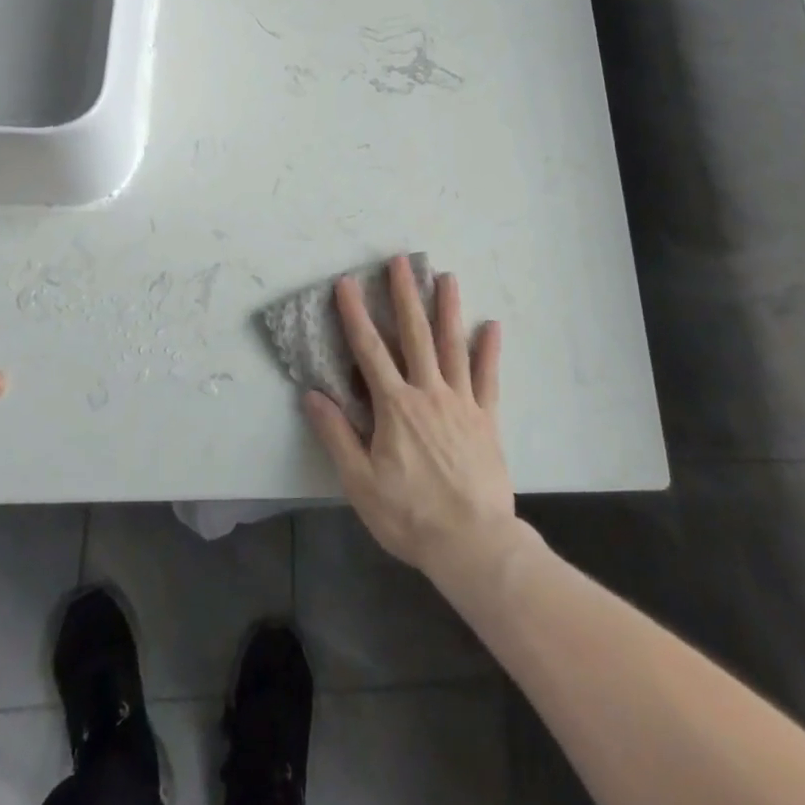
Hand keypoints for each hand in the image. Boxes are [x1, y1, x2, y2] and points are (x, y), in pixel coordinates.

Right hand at [303, 256, 518, 585]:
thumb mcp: (360, 482)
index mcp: (395, 406)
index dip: (355, 315)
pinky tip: (492, 326)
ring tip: (447, 276)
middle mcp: (428, 392)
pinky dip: (489, 351)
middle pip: (415, 334)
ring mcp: (461, 403)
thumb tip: (312, 394)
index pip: (369, 350)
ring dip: (449, 309)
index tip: (347, 283)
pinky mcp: (487, 419)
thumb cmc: (409, 515)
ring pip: (453, 346)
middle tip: (401, 261)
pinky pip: (488, 378)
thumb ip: (337, 435)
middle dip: (405, 295)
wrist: (472, 543)